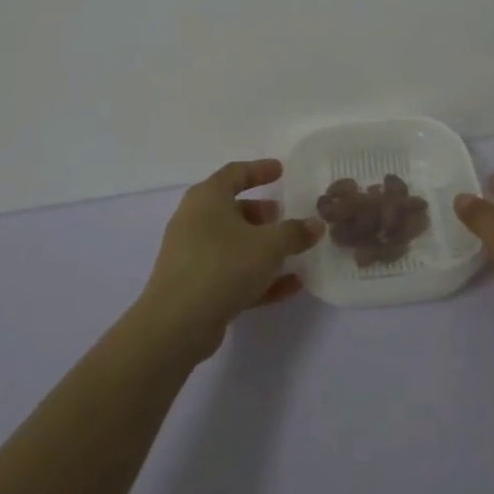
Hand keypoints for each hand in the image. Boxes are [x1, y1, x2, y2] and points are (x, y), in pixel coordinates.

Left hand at [136, 159, 324, 360]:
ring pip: (232, 243)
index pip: (235, 173)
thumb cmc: (223, 266)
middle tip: (283, 215)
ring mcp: (192, 255)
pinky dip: (258, 275)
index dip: (259, 170)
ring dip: (261, 246)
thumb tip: (316, 224)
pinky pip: (231, 273)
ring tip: (291, 251)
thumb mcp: (269, 246)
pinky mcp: (195, 286)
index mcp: (207, 198)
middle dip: (260, 212)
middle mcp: (195, 221)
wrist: (177, 323)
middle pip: (231, 209)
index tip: (281, 170)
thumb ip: (295, 233)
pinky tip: (290, 286)